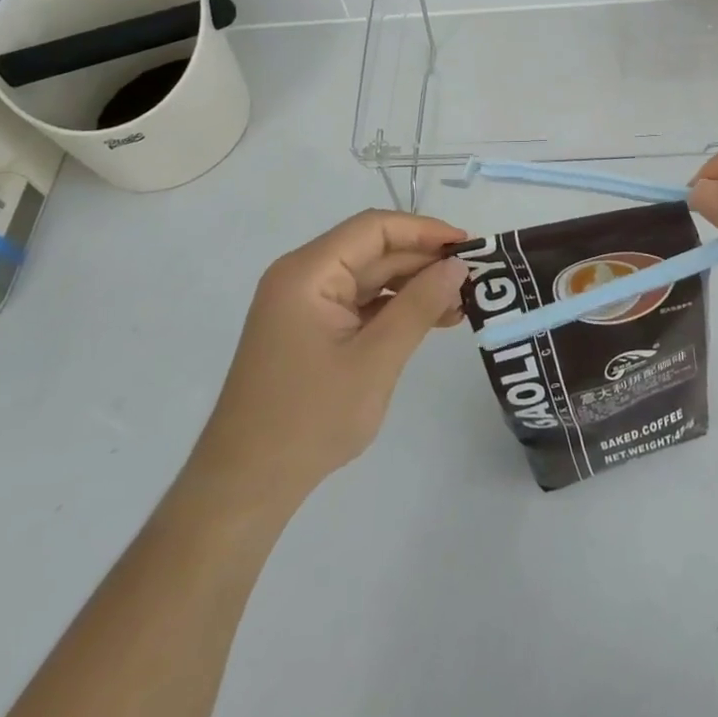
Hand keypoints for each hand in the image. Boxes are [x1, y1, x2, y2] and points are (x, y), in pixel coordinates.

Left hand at [188, 211, 467, 504]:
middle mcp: (303, 277)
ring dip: (413, 287)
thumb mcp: (375, 360)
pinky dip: (394, 308)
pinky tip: (429, 321)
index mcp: (308, 272)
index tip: (468, 246)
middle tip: (473, 279)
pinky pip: (360, 303)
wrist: (244, 487)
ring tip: (459, 305)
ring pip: (370, 277)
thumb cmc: (309, 419)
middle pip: (373, 251)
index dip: (424, 230)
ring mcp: (304, 304)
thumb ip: (418, 306)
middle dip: (423, 261)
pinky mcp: (310, 329)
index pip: (374, 229)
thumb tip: (457, 266)